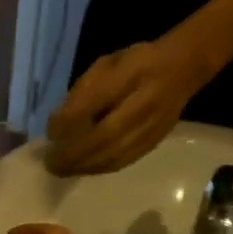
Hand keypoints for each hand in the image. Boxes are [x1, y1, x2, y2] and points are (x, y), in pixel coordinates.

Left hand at [44, 37, 213, 175]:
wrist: (182, 69)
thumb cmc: (137, 63)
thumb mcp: (107, 64)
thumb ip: (83, 90)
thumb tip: (57, 124)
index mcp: (131, 74)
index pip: (95, 102)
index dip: (69, 121)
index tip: (50, 133)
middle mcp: (143, 104)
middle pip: (104, 137)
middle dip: (73, 153)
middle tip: (51, 163)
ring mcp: (151, 127)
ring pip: (113, 155)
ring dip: (84, 166)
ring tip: (62, 170)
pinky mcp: (154, 142)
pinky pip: (123, 161)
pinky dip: (99, 168)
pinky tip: (84, 169)